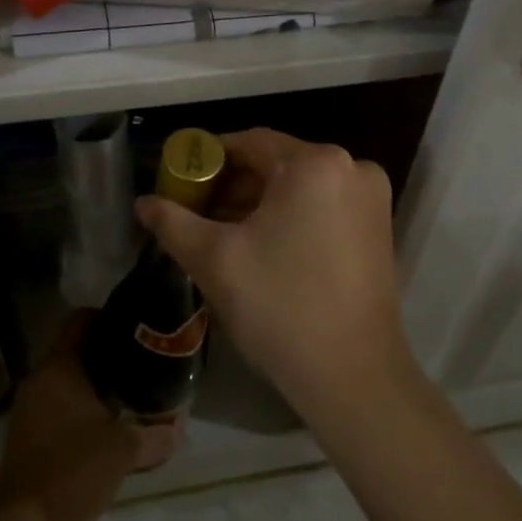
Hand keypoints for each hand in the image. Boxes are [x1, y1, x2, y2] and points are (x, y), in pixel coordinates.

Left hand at [0, 313, 178, 520]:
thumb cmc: (75, 470)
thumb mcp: (124, 450)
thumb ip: (156, 434)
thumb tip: (180, 427)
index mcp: (58, 367)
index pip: (80, 319)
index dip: (107, 317)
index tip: (132, 328)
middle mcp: (38, 379)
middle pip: (72, 349)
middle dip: (103, 354)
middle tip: (136, 361)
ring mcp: (26, 408)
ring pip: (62, 379)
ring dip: (89, 383)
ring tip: (124, 392)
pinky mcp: (23, 436)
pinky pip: (54, 405)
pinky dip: (75, 406)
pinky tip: (101, 425)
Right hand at [134, 128, 411, 426]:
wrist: (354, 378)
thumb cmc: (280, 307)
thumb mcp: (215, 260)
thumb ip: (173, 222)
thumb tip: (143, 203)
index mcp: (315, 163)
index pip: (250, 143)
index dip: (209, 158)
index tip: (180, 180)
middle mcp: (352, 168)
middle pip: (276, 163)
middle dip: (233, 184)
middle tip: (195, 210)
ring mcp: (371, 199)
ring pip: (299, 186)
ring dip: (259, 203)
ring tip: (220, 231)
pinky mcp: (379, 228)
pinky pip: (322, 205)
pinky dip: (290, 216)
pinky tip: (261, 245)